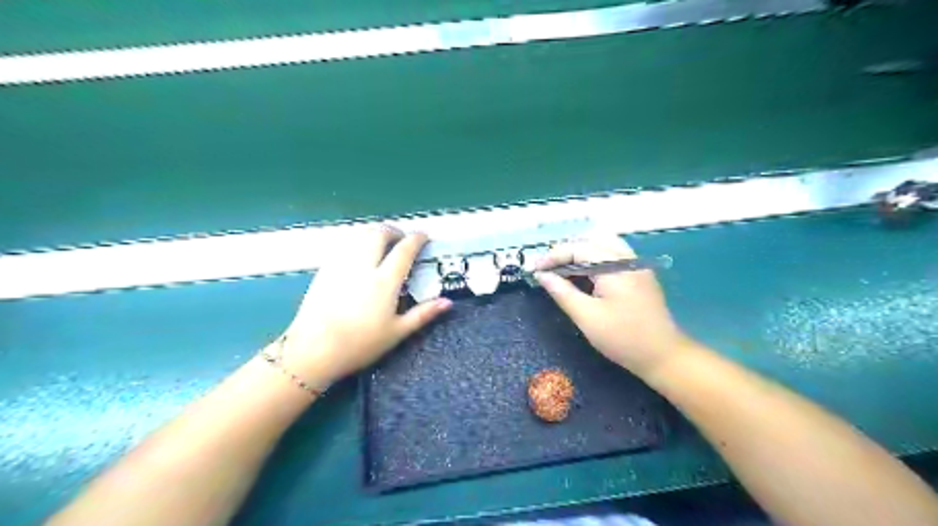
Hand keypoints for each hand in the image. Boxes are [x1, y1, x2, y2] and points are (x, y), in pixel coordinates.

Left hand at [274, 223, 452, 388]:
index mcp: (384, 281)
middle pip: (379, 233)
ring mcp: (341, 265)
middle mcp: (363, 266)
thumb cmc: (359, 345)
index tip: (423, 236)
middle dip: (394, 230)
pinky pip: (345, 244)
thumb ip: (423, 314)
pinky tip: (360, 253)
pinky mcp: (325, 269)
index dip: (416, 239)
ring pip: (359, 234)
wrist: (313, 350)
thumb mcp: (397, 332)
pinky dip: (358, 241)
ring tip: (382, 243)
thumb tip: (448, 302)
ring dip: (375, 232)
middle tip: (401, 239)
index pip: (404, 250)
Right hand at [531, 234, 690, 378]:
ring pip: (602, 245)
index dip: (552, 256)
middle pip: (590, 242)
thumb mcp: (587, 317)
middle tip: (546, 271)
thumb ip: (562, 292)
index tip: (534, 269)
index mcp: (615, 266)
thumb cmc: (623, 338)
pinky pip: (612, 256)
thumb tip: (542, 275)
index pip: (578, 248)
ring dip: (579, 254)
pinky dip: (593, 260)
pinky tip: (583, 276)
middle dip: (565, 253)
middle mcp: (627, 258)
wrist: (664, 356)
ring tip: (562, 271)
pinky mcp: (639, 274)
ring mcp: (636, 265)